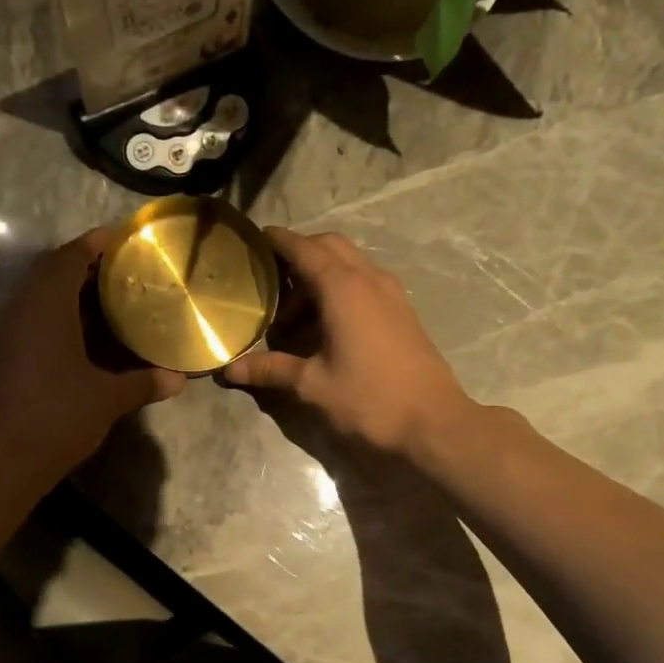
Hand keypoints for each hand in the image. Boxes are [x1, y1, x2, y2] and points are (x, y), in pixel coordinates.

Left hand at [0, 229, 184, 479]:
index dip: (94, 244)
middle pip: (50, 271)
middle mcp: (22, 309)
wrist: (7, 458)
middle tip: (119, 267)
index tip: (121, 238)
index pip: (69, 258)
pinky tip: (84, 330)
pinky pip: (33, 316)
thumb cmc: (60, 416)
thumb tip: (179, 378)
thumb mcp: (108, 398)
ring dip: (68, 288)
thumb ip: (143, 382)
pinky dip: (58, 313)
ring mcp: (9, 332)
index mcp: (47, 306)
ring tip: (107, 294)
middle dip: (83, 264)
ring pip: (39, 295)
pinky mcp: (5, 354)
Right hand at [223, 228, 472, 456]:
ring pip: (350, 263)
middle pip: (330, 246)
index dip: (278, 241)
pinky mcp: (402, 311)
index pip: (304, 248)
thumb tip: (230, 370)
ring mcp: (391, 293)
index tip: (254, 239)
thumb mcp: (312, 385)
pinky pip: (365, 282)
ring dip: (320, 275)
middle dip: (299, 254)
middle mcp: (369, 279)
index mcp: (343, 288)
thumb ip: (271, 370)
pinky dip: (340, 288)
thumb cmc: (368, 399)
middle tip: (271, 281)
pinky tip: (325, 325)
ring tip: (293, 313)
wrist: (433, 423)